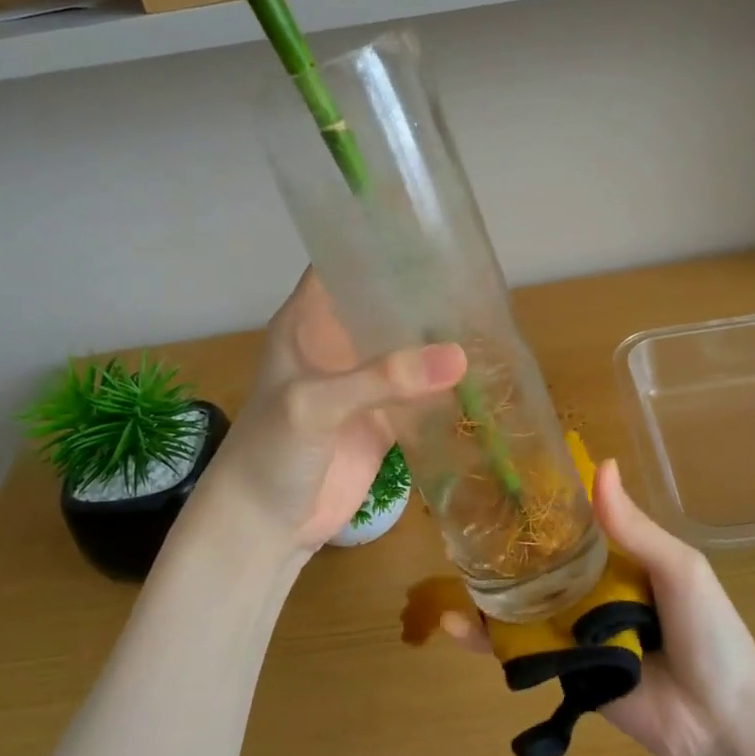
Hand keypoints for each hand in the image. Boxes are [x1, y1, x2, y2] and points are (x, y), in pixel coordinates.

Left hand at [207, 270, 465, 550]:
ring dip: (439, 337)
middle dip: (423, 289)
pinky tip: (484, 372)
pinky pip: (420, 394)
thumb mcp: (314, 406)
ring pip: (406, 348)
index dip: (378, 242)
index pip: (342, 263)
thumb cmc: (270, 454)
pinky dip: (447, 386)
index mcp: (307, 322)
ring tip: (490, 313)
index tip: (429, 227)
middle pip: (383, 303)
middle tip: (478, 270)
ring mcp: (362, 384)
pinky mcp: (383, 422)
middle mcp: (337, 345)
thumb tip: (459, 356)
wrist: (263, 528)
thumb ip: (380, 379)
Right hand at [442, 459, 754, 755]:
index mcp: (620, 561)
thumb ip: (634, 527)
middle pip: (540, 565)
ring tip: (449, 567)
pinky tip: (455, 626)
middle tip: (458, 523)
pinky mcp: (563, 670)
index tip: (500, 479)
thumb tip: (601, 464)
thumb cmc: (709, 633)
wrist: (721, 721)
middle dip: (504, 547)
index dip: (541, 507)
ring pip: (523, 605)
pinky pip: (521, 652)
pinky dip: (486, 641)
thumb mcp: (679, 568)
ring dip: (486, 590)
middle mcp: (593, 591)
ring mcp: (575, 632)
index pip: (572, 527)